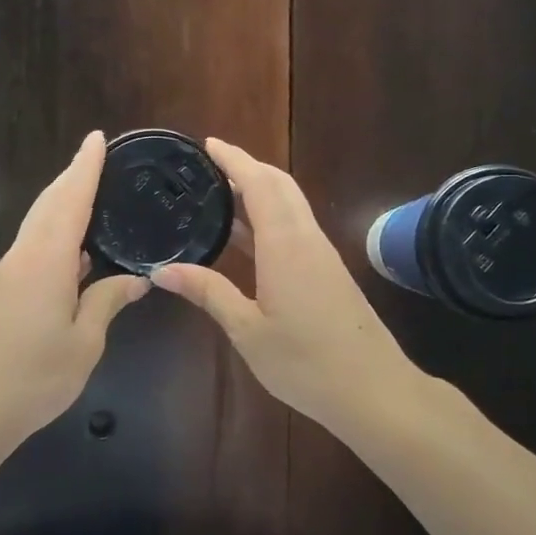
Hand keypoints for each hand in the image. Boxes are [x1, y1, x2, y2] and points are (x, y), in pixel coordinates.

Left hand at [0, 131, 148, 453]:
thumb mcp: (84, 343)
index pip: (70, 201)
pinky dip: (54, 231)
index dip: (85, 168)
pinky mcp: (1, 292)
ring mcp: (8, 274)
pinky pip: (32, 246)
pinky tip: (75, 247)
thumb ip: (107, 302)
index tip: (98, 139)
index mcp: (47, 262)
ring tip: (90, 191)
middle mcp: (23, 257)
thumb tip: (135, 278)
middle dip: (72, 177)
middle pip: (48, 204)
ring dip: (61, 201)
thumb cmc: (34, 378)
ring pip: (37, 224)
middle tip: (97, 157)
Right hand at [150, 139, 419, 436]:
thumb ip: (208, 293)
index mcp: (285, 245)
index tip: (208, 144)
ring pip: (290, 206)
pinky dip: (269, 217)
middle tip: (210, 165)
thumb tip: (162, 271)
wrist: (374, 390)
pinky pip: (295, 228)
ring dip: (259, 191)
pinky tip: (245, 237)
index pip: (259, 184)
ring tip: (220, 193)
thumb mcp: (247, 330)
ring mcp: (321, 255)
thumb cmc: (305, 362)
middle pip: (280, 186)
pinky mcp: (328, 273)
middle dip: (248, 167)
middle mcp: (306, 239)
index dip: (234, 159)